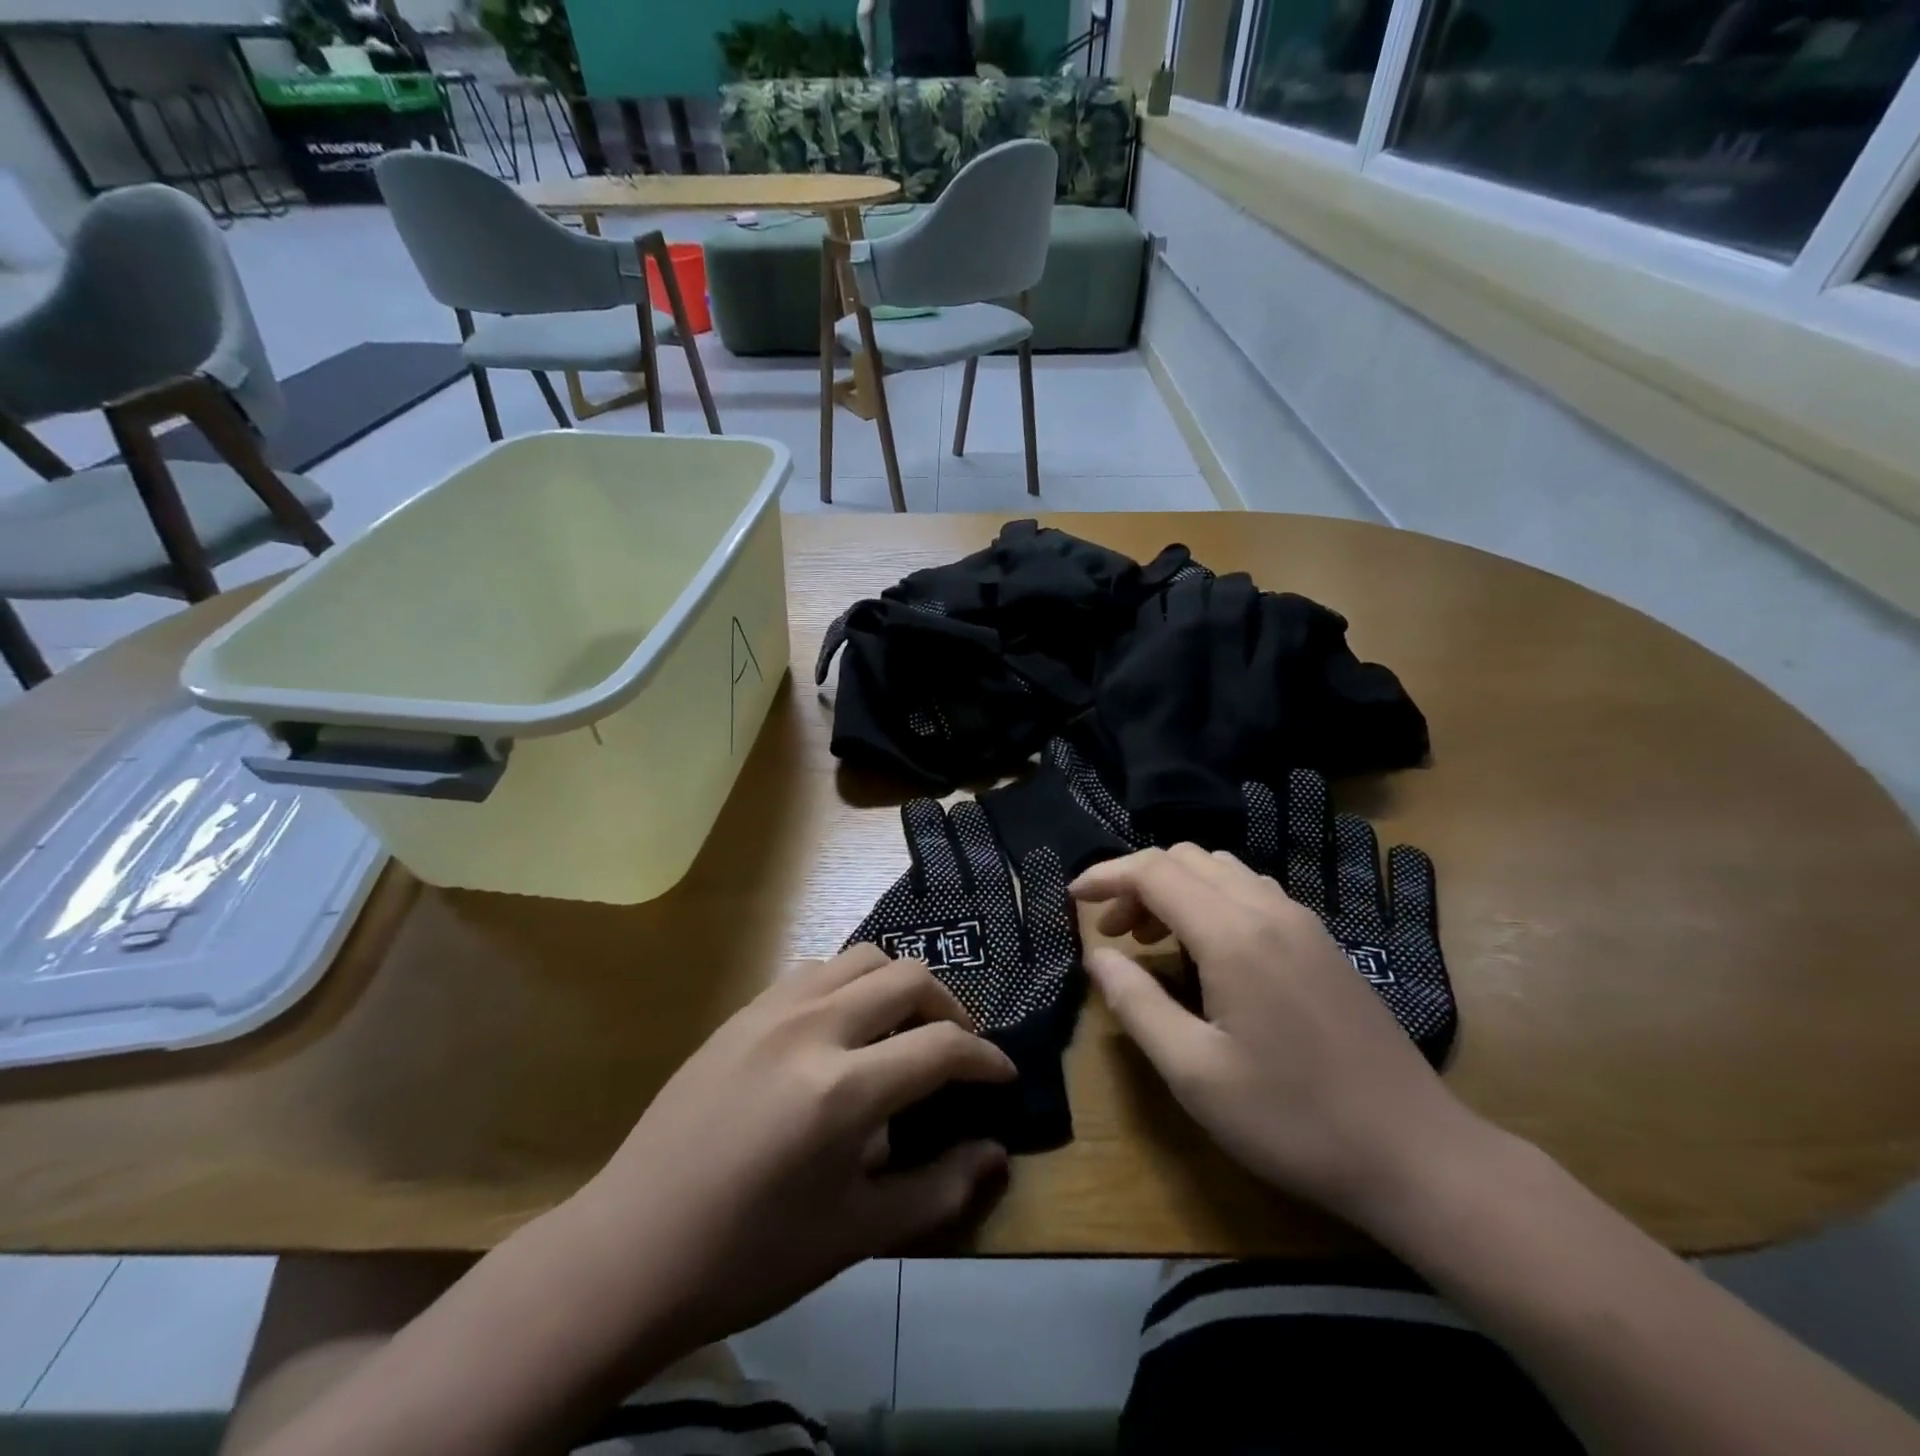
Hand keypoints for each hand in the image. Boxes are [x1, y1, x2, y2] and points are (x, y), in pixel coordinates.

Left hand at [569, 947, 1014, 1347]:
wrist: (631, 1248)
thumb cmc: (749, 1256)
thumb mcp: (855, 1235)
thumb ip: (937, 1190)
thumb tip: (995, 1154)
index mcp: (842, 1090)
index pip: (941, 1046)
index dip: (985, 1059)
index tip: (1002, 1076)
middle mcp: (812, 1028)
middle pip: (908, 978)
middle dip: (950, 1008)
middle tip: (957, 1051)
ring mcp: (772, 1010)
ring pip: (862, 957)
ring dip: (899, 986)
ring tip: (904, 1030)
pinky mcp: (743, 1011)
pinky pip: (816, 970)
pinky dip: (850, 985)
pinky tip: (843, 1030)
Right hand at [1071, 846, 1484, 1226]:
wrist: (1416, 1154)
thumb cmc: (1292, 1119)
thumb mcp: (1194, 1073)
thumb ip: (1137, 1004)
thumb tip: (1098, 957)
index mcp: (1233, 934)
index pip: (1154, 871)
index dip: (1106, 876)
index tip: (1073, 899)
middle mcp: (1268, 910)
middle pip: (1186, 859)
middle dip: (1137, 882)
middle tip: (1112, 933)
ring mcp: (1302, 922)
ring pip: (1221, 870)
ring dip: (1175, 889)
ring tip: (1152, 940)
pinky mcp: (1322, 942)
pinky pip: (1252, 892)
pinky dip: (1211, 900)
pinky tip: (1207, 951)